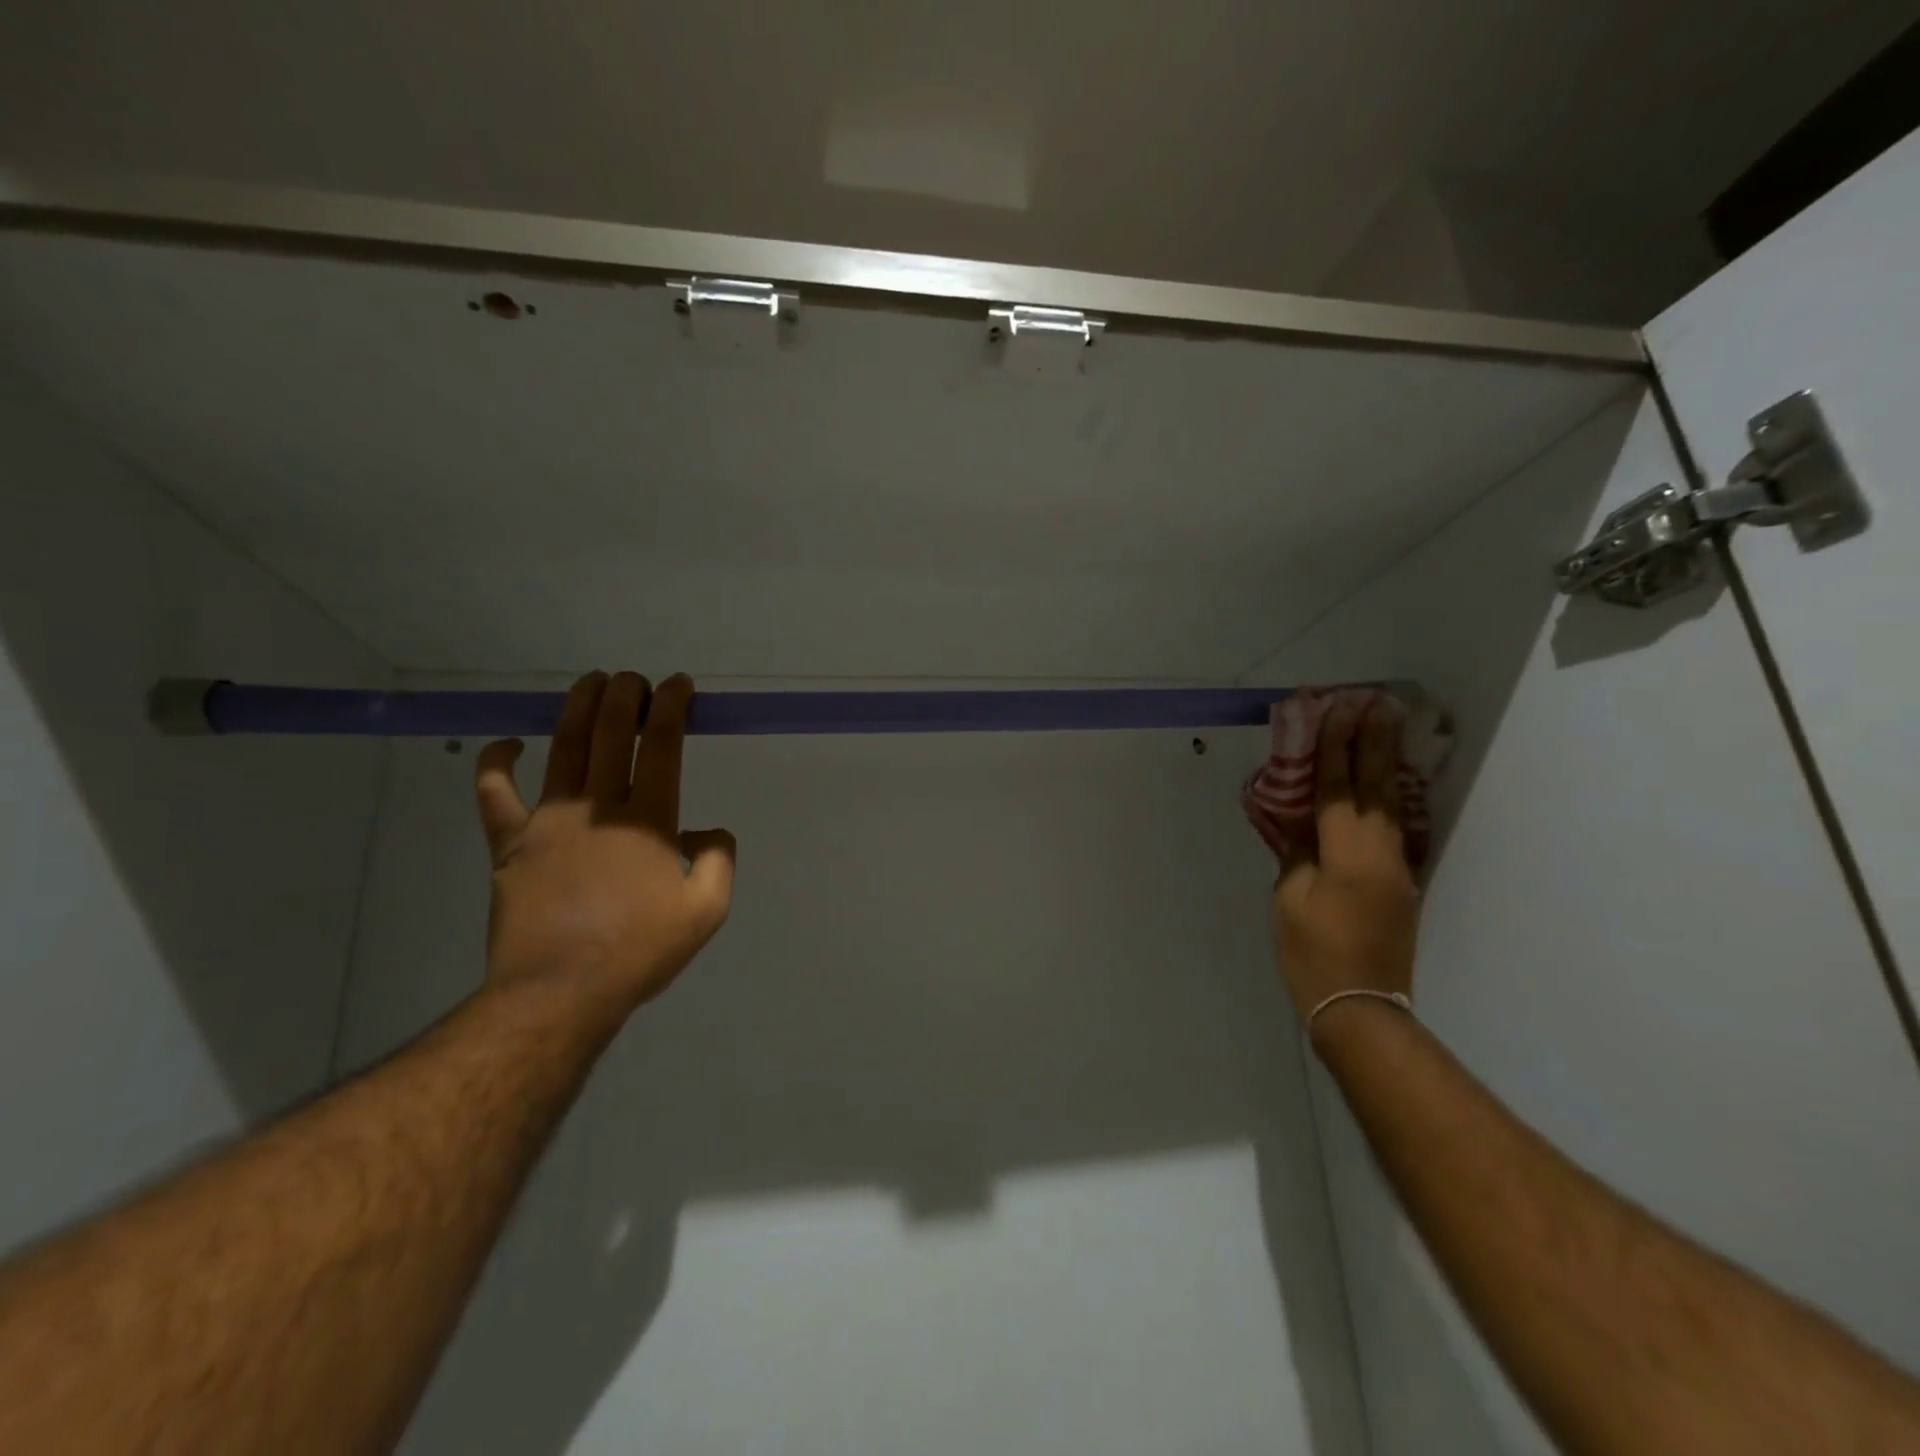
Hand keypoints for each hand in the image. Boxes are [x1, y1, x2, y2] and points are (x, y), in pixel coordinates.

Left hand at [472, 671, 735, 1022]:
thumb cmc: (639, 951)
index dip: (671, 706)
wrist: (560, 991)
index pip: (661, 744)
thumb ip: (717, 860)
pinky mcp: (509, 842)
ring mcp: (549, 820)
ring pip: (563, 748)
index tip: (678, 685)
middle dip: (625, 695)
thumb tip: (707, 831)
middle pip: (610, 733)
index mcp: (649, 819)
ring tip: (591, 682)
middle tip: (634, 679)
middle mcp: (599, 806)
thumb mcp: (707, 910)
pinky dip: (498, 762)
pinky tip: (509, 744)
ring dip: (578, 708)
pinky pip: (495, 792)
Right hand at [1273, 700, 1419, 1029]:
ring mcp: (1397, 868)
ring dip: (1385, 765)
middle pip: (1376, 786)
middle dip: (1372, 743)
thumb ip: (1297, 855)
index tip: (1337, 710)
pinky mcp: (1401, 884)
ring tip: (1385, 732)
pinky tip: (1386, 786)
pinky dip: (1389, 799)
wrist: (1359, 1006)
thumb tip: (1302, 827)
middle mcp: (1381, 851)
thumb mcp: (1290, 899)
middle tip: (1375, 704)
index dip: (1334, 748)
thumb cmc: (1312, 952)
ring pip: (1393, 805)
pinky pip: (1397, 829)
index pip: (1338, 787)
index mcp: (1347, 852)